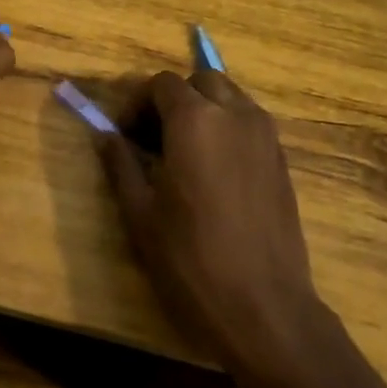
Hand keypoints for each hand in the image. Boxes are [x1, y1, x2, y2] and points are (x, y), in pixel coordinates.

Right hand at [100, 70, 328, 373]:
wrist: (264, 306)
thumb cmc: (191, 260)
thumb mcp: (140, 213)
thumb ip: (120, 164)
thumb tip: (104, 136)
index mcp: (195, 121)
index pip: (161, 84)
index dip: (137, 103)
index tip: (124, 135)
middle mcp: (235, 115)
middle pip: (201, 81)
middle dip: (173, 99)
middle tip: (153, 138)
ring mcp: (265, 135)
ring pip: (231, 97)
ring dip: (204, 109)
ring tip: (184, 152)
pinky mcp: (282, 159)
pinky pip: (250, 122)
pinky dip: (228, 127)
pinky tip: (214, 170)